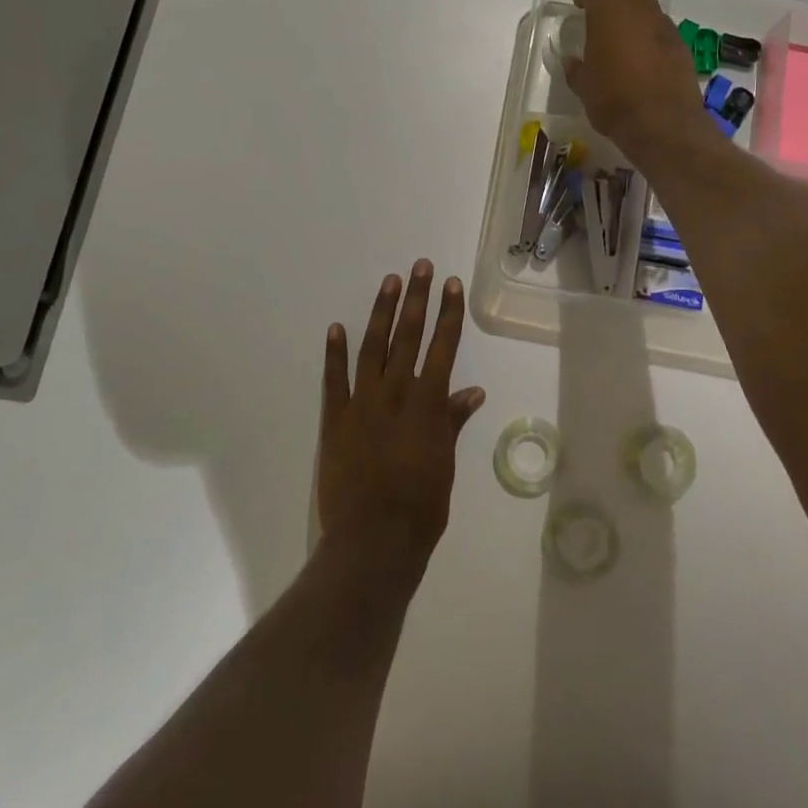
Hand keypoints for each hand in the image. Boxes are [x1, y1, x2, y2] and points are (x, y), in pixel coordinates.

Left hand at [317, 262, 485, 577]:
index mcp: (428, 404)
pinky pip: (334, 380)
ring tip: (390, 282)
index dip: (448, 314)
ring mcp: (362, 403)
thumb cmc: (421, 507)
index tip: (451, 285)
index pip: (443, 347)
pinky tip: (336, 327)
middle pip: (409, 336)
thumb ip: (453, 422)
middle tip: (420, 266)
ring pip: (373, 348)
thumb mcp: (445, 463)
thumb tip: (473, 390)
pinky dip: (334, 353)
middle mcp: (396, 393)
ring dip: (381, 313)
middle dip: (417, 299)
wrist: (373, 541)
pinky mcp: (335, 419)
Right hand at [564, 0, 706, 152]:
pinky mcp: (680, 41)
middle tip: (601, 15)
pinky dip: (650, 30)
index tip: (580, 8)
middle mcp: (636, 8)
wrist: (662, 121)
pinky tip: (645, 54)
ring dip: (633, 8)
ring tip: (624, 33)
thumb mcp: (583, 87)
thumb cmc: (613, 101)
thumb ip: (576, 68)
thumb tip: (572, 61)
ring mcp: (662, 22)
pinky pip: (661, 23)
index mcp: (606, 13)